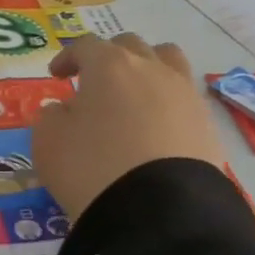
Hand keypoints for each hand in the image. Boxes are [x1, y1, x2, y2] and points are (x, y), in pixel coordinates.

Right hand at [32, 34, 226, 221]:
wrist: (158, 209)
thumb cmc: (91, 166)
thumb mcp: (48, 141)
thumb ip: (51, 116)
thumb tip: (64, 109)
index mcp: (109, 65)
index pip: (85, 45)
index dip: (68, 57)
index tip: (57, 75)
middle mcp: (151, 68)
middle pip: (130, 45)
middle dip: (108, 57)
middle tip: (94, 83)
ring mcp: (184, 93)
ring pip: (168, 60)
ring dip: (147, 68)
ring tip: (134, 93)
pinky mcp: (206, 124)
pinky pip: (184, 98)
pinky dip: (167, 102)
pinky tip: (156, 126)